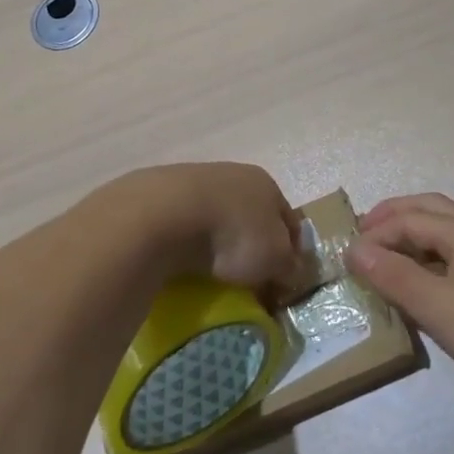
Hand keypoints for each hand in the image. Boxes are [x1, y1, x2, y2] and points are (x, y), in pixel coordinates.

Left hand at [111, 163, 306, 299]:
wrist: (165, 216)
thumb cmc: (233, 234)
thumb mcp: (275, 258)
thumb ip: (290, 266)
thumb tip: (293, 273)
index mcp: (267, 184)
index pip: (289, 220)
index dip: (291, 251)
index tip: (283, 279)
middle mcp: (234, 174)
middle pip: (251, 215)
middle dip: (252, 244)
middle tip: (248, 278)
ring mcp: (194, 180)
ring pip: (216, 217)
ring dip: (217, 241)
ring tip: (212, 273)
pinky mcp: (161, 194)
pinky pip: (185, 224)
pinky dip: (188, 241)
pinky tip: (183, 261)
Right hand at [348, 193, 453, 435]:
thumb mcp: (438, 308)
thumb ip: (394, 276)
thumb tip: (353, 249)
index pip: (409, 219)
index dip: (375, 234)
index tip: (344, 258)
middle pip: (430, 211)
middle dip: (393, 217)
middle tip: (361, 236)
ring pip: (444, 233)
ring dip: (411, 236)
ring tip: (382, 258)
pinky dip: (427, 259)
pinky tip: (417, 286)